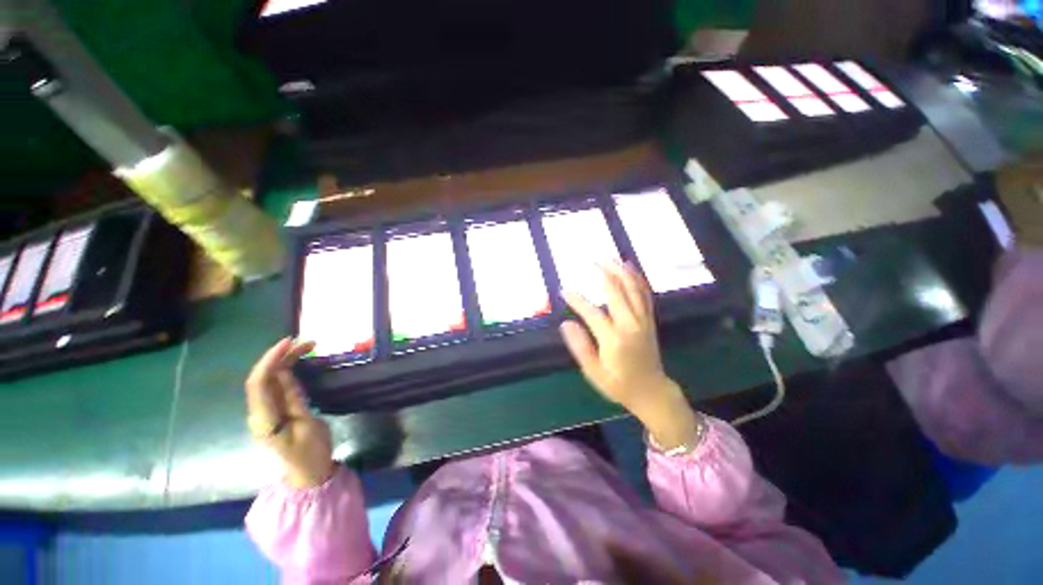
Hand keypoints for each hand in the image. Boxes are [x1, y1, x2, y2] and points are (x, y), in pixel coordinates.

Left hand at [245, 338, 335, 487]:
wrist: (308, 474)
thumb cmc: (311, 453)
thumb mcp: (308, 427)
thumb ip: (294, 401)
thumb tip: (286, 374)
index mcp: (264, 419)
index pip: (258, 383)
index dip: (270, 360)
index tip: (289, 342)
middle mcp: (260, 412)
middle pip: (263, 377)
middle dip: (280, 355)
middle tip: (308, 341)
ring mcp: (267, 411)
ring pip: (271, 379)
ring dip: (286, 360)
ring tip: (308, 346)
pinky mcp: (277, 410)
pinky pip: (278, 385)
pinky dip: (289, 370)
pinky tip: (300, 361)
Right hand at [560, 262, 700, 449]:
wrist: (652, 391)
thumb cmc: (619, 384)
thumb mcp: (594, 372)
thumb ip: (580, 347)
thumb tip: (566, 324)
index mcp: (614, 339)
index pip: (592, 312)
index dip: (577, 300)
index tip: (564, 291)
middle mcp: (630, 325)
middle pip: (617, 292)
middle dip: (603, 273)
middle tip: (591, 259)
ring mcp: (643, 320)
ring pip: (633, 289)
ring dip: (622, 271)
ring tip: (610, 257)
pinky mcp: (649, 319)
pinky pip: (645, 294)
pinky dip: (637, 279)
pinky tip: (631, 269)